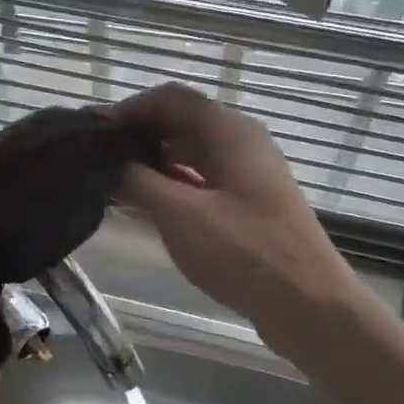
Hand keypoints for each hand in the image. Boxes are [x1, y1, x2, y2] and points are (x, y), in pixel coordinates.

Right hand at [115, 84, 357, 336]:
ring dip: (154, 163)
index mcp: (230, 131)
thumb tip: (108, 163)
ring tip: (113, 182)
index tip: (94, 132)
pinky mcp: (249, 206)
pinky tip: (146, 206)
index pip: (171, 98)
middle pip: (182, 123)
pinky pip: (203, 181)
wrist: (309, 305)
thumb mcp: (180, 215)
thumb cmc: (244, 252)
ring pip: (192, 154)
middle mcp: (242, 143)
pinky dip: (173, 186)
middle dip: (139, 136)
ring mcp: (248, 175)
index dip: (130, 108)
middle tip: (98, 159)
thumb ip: (138, 182)